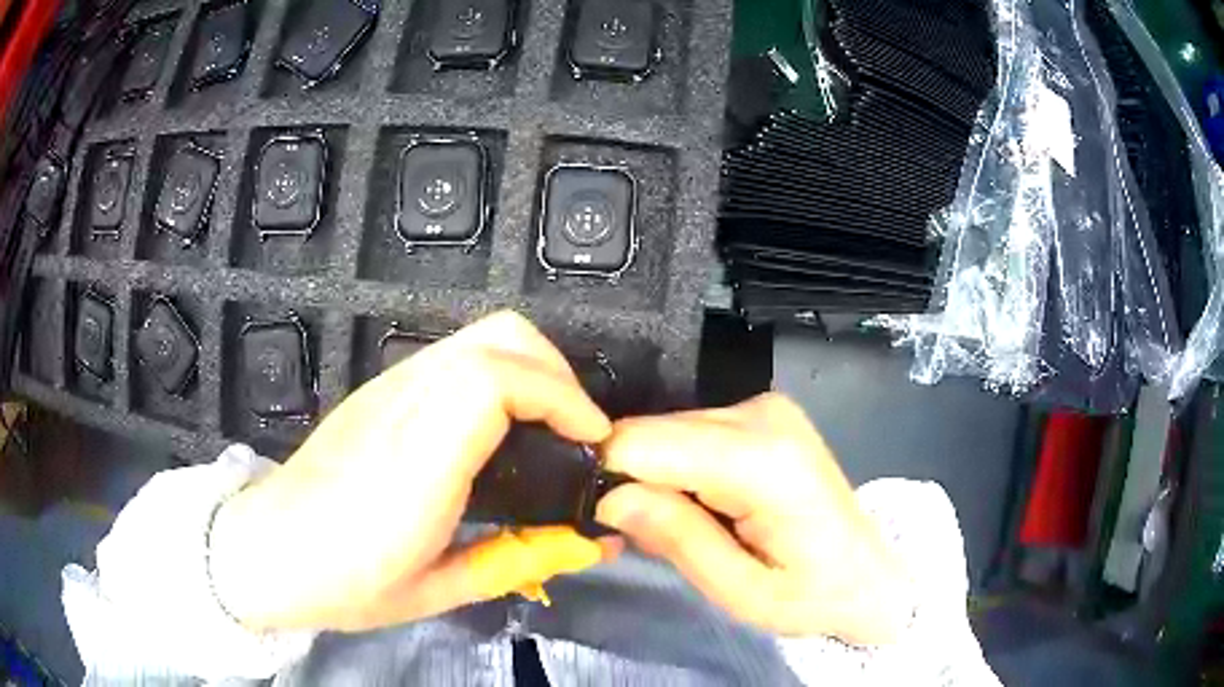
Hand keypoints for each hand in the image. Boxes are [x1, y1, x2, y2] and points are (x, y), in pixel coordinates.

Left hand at [208, 311, 613, 632]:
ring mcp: (389, 387)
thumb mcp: (438, 591)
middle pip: (498, 336)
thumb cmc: (347, 583)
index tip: (592, 440)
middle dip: (557, 372)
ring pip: (479, 337)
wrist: (269, 549)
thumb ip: (520, 561)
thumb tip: (591, 545)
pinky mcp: (381, 388)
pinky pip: (455, 357)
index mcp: (418, 462)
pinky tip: (497, 428)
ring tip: (546, 429)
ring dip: (530, 371)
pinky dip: (498, 375)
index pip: (496, 381)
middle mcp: (404, 405)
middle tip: (575, 431)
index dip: (561, 397)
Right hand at [596, 393, 909, 644]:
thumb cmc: (812, 595)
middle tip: (657, 536)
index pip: (645, 443)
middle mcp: (762, 414)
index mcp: (762, 461)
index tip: (614, 524)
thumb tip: (608, 497)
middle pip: (652, 431)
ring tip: (692, 525)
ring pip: (666, 429)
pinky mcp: (761, 412)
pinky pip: (689, 432)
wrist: (870, 574)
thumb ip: (677, 539)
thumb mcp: (741, 592)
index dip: (612, 480)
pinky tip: (709, 504)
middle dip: (635, 482)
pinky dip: (681, 468)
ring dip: (659, 478)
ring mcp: (764, 406)